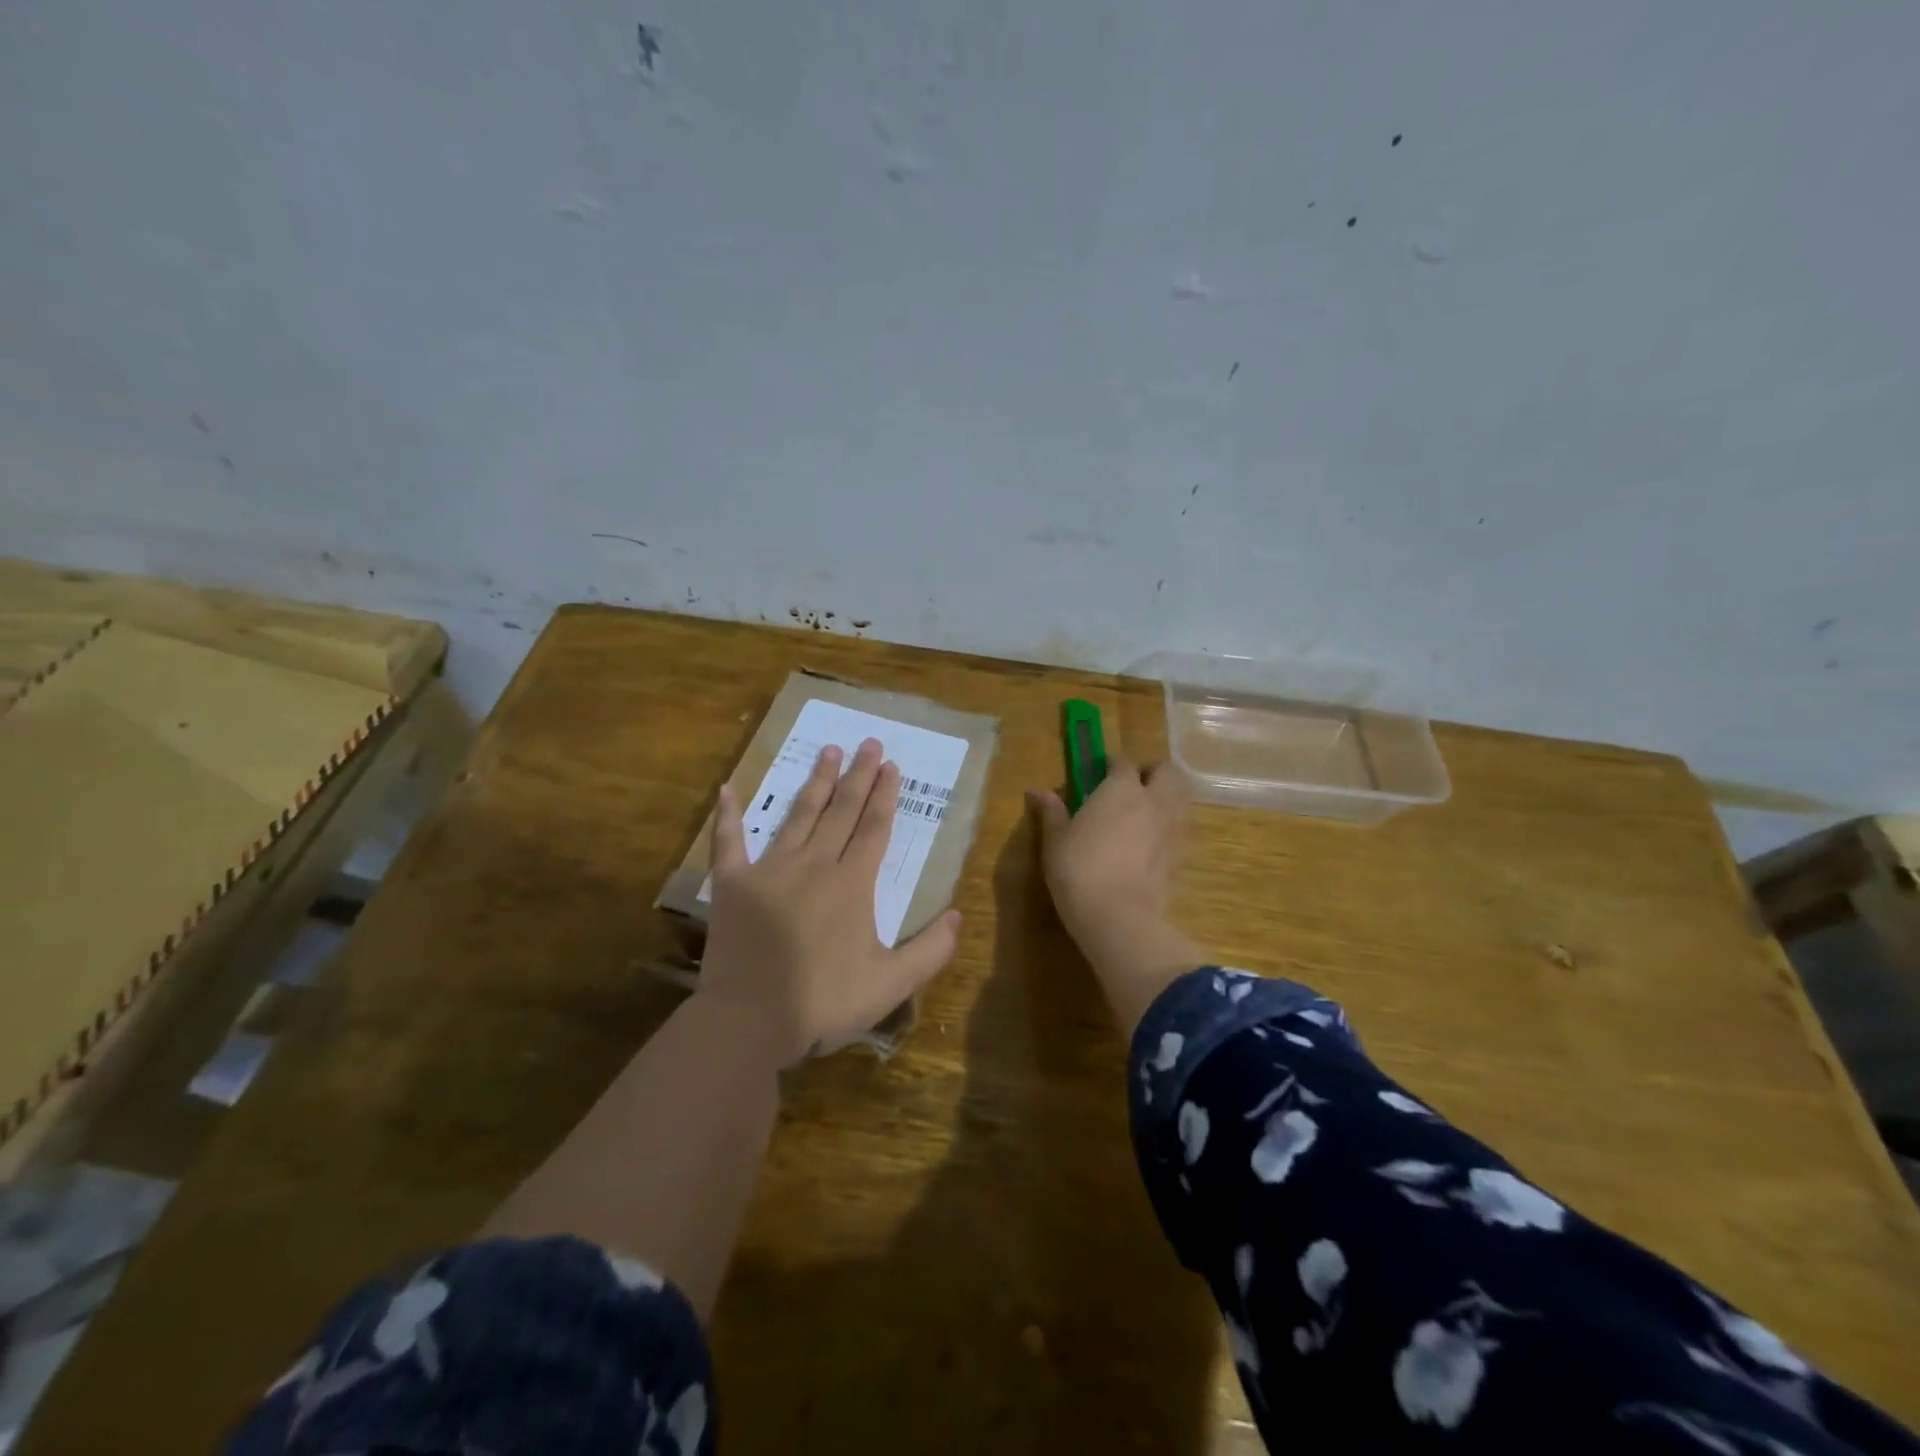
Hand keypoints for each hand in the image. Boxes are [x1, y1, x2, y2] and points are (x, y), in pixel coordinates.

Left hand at [696, 738, 961, 1063]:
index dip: (885, 795)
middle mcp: (815, 864)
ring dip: (816, 781)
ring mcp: (770, 869)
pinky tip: (729, 788)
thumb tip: (958, 915)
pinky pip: (729, 841)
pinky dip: (728, 815)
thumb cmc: (824, 1002)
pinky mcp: (732, 884)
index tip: (892, 765)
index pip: (875, 827)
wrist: (749, 1021)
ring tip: (829, 751)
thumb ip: (931, 950)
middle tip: (869, 742)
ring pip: (799, 815)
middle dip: (859, 775)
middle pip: (842, 810)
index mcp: (852, 883)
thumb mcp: (891, 984)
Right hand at [1026, 757, 1189, 947]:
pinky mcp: (1182, 858)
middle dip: (1153, 774)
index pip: (1124, 763)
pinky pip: (1181, 832)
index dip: (1112, 766)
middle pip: (1168, 772)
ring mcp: (1172, 830)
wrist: (1118, 916)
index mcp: (1121, 789)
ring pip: (1182, 800)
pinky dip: (1170, 830)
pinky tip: (1152, 846)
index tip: (1099, 776)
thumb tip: (1037, 791)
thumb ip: (1051, 812)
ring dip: (1167, 799)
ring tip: (1145, 814)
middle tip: (1133, 788)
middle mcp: (1154, 801)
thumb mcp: (1056, 840)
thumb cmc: (1078, 870)